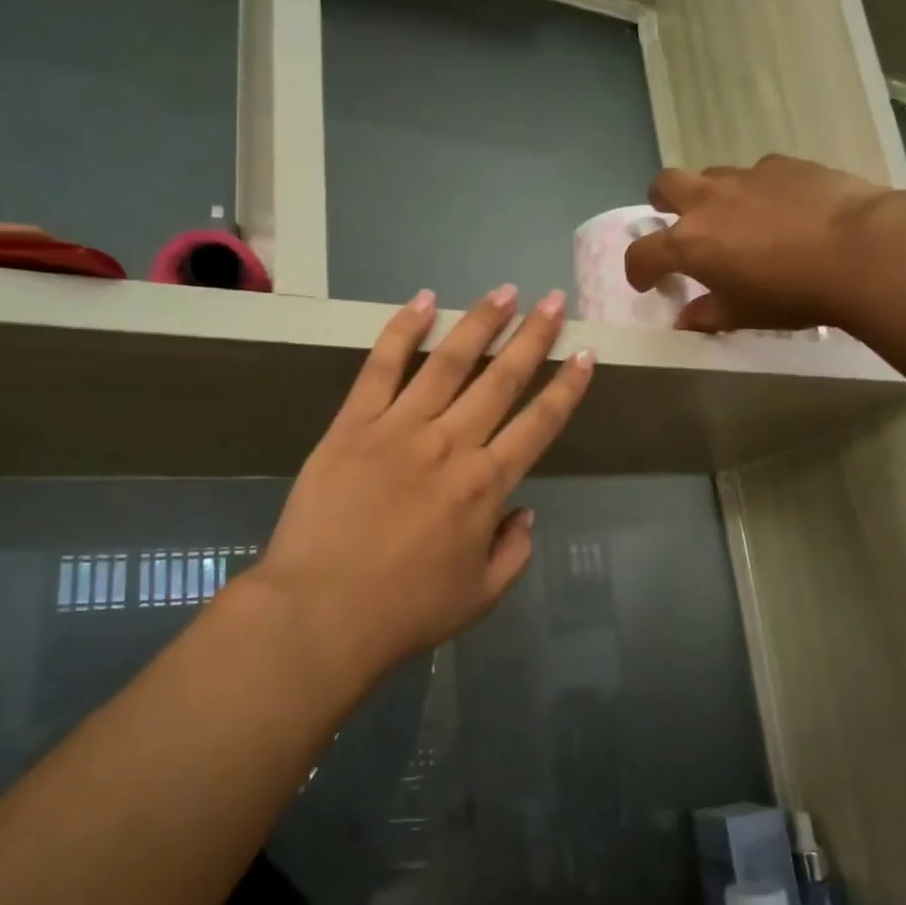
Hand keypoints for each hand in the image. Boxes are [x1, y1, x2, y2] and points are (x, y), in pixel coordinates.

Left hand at [243, 285, 593, 692]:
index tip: (585, 354)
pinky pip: (380, 368)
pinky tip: (422, 302)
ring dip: (480, 324)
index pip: (539, 424)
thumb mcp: (481, 595)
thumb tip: (525, 512)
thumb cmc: (406, 611)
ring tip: (505, 292)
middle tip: (554, 301)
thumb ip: (514, 552)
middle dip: (533, 337)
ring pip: (448, 363)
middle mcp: (451, 444)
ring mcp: (399, 428)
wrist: (321, 613)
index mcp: (486, 486)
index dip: (567, 388)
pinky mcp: (352, 425)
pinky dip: (402, 331)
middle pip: (501, 381)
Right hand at [623, 154, 891, 332]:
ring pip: (713, 175)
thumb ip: (707, 315)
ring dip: (713, 196)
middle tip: (679, 225)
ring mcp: (747, 177)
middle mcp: (709, 201)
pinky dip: (758, 191)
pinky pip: (758, 174)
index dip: (638, 270)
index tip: (647, 283)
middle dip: (662, 202)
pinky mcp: (785, 164)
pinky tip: (784, 211)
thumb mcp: (743, 315)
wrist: (859, 250)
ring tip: (737, 220)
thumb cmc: (790, 293)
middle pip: (664, 184)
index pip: (642, 252)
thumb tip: (686, 319)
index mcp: (689, 243)